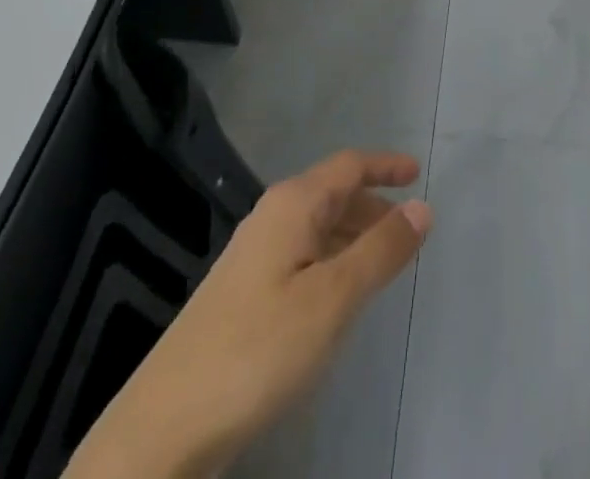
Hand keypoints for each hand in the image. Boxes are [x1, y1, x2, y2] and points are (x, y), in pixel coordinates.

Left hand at [68, 150, 431, 478]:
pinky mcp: (243, 292)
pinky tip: (339, 295)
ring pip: (316, 227)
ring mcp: (253, 255)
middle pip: (332, 193)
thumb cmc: (259, 347)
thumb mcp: (332, 299)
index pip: (348, 166)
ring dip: (353, 234)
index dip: (385, 165)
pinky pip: (302, 255)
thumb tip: (422, 207)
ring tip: (384, 261)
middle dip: (373, 203)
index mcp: (292, 204)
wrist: (167, 423)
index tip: (419, 173)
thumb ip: (380, 250)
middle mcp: (271, 217)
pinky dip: (332, 260)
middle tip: (408, 228)